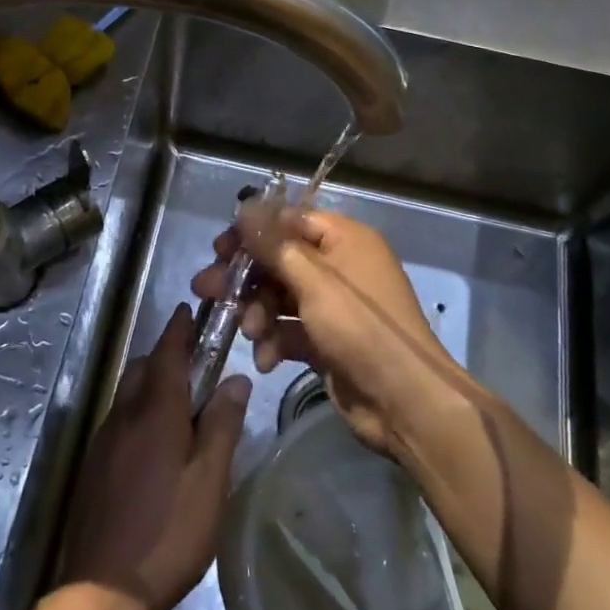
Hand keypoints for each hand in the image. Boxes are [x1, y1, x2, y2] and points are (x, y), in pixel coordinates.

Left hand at [58, 305, 251, 609]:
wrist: (102, 591)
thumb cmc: (168, 533)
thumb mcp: (210, 481)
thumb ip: (222, 425)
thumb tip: (236, 378)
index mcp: (155, 412)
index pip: (167, 353)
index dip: (179, 329)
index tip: (189, 310)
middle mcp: (123, 415)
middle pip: (142, 368)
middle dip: (166, 356)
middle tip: (197, 365)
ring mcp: (103, 441)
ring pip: (127, 394)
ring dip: (151, 385)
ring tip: (181, 407)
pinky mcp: (93, 466)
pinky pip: (119, 420)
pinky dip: (138, 413)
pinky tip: (156, 446)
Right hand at [191, 205, 472, 460]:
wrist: (404, 402)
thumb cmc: (360, 328)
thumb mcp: (314, 282)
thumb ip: (275, 245)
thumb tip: (245, 208)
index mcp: (345, 240)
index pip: (289, 221)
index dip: (252, 232)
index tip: (219, 249)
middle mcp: (340, 267)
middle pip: (280, 259)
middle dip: (245, 277)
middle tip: (205, 289)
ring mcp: (334, 306)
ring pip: (280, 296)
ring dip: (257, 312)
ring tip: (249, 331)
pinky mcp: (327, 341)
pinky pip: (290, 330)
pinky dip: (274, 341)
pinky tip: (265, 359)